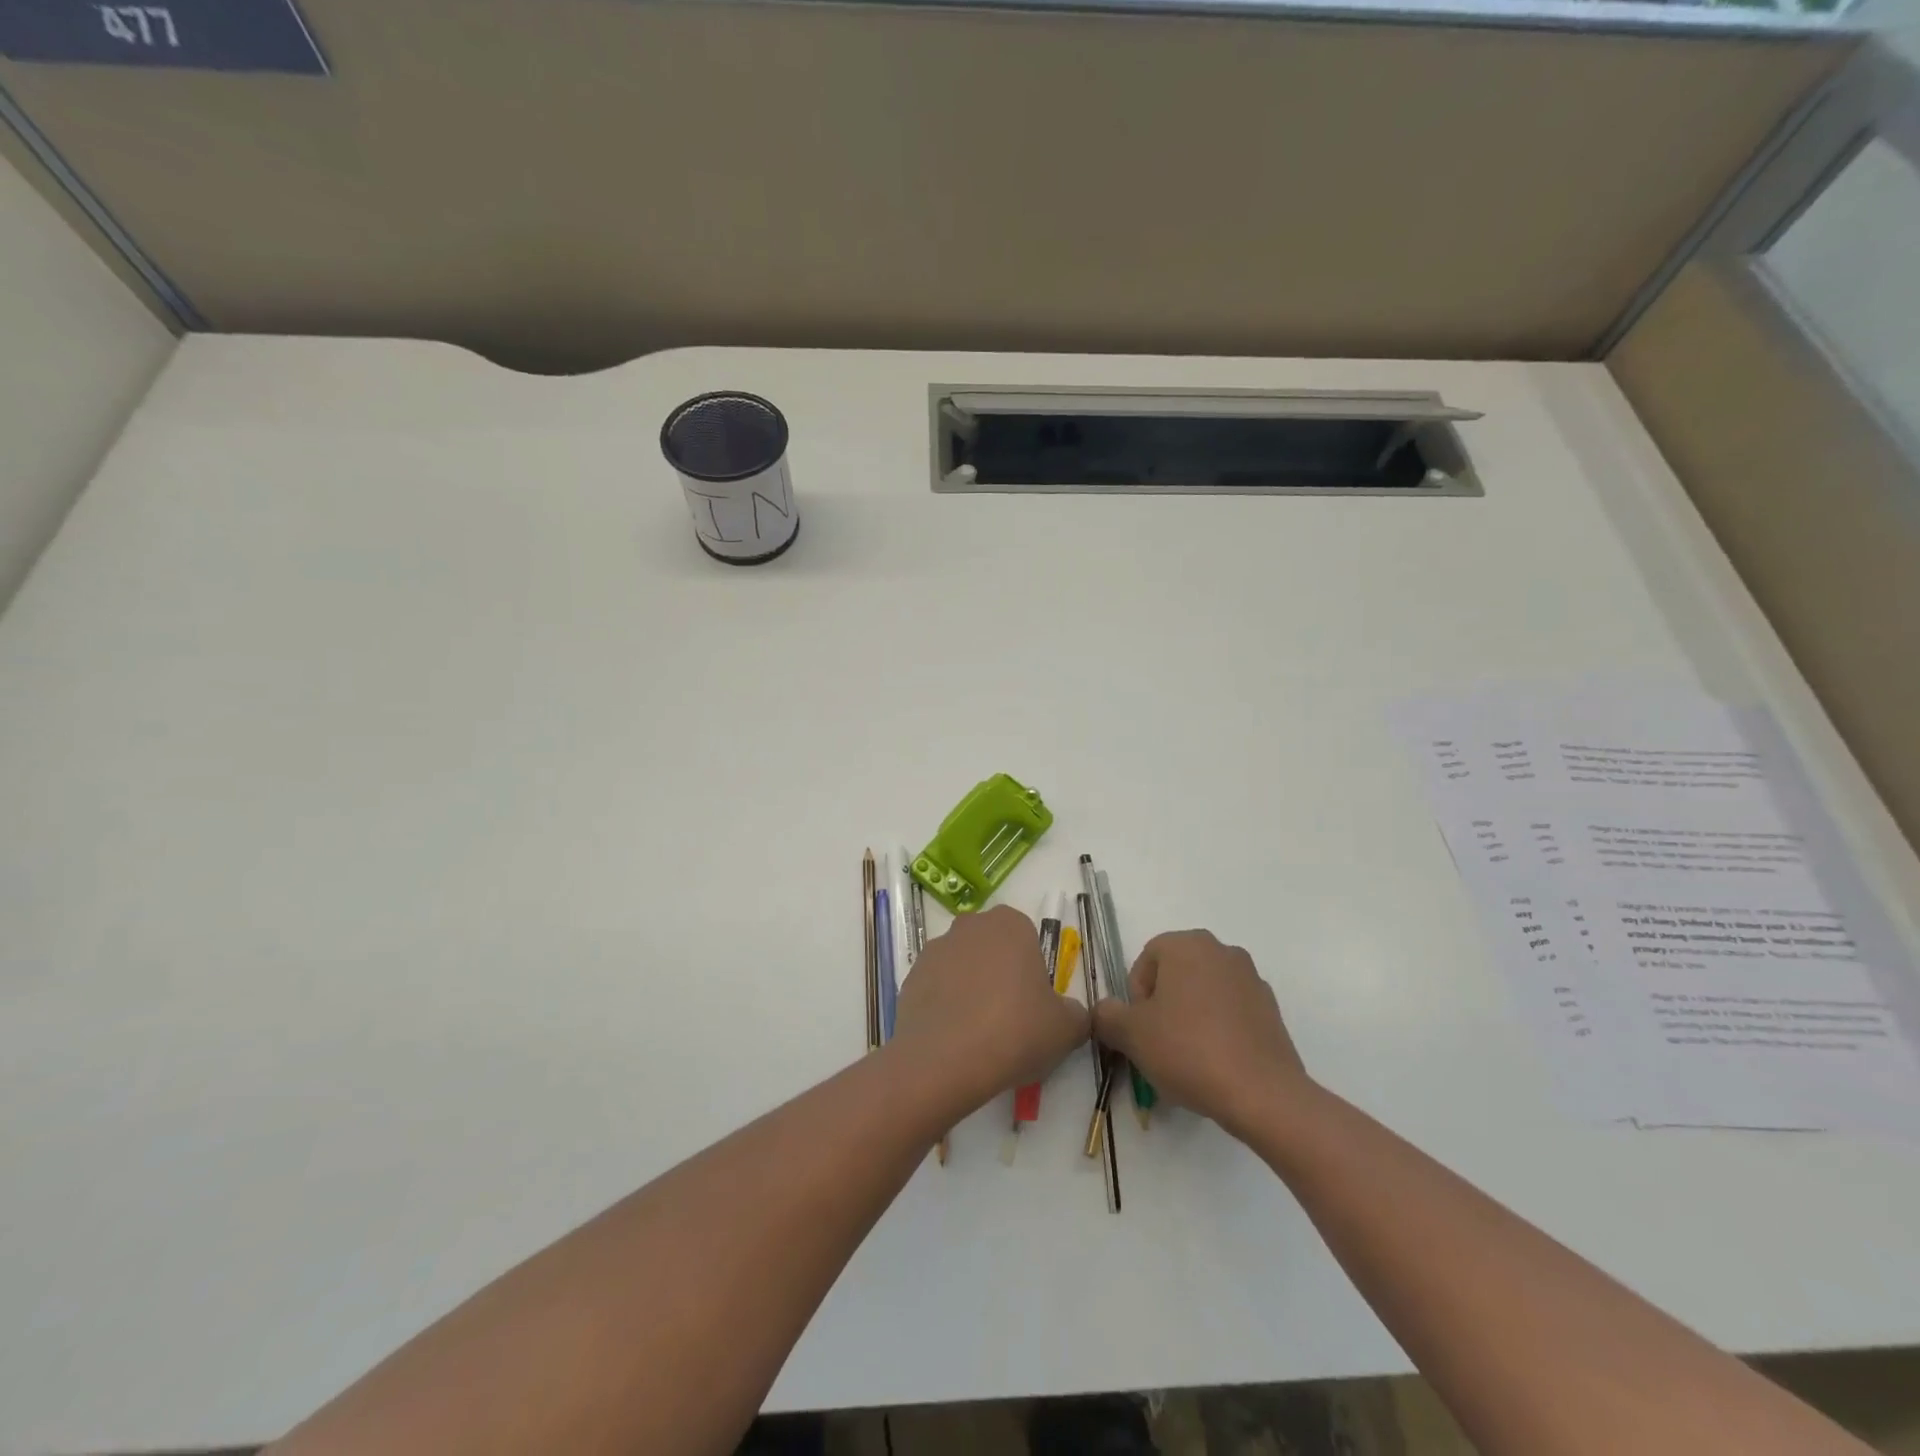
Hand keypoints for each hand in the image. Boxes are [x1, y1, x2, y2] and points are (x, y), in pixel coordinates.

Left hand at [891, 905, 1090, 1111]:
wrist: (945, 1060)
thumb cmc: (1015, 1031)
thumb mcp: (1066, 1028)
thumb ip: (1075, 1014)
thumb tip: (1070, 1014)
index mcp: (1010, 925)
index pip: (1027, 938)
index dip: (1032, 972)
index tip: (1034, 1005)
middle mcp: (970, 926)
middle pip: (992, 949)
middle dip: (1000, 976)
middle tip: (1010, 1020)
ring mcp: (935, 949)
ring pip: (962, 967)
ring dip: (971, 990)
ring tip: (979, 1036)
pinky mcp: (910, 977)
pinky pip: (937, 989)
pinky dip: (945, 1007)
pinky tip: (954, 1040)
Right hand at [1093, 930, 1309, 1140]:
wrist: (1262, 1094)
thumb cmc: (1188, 1050)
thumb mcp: (1131, 1034)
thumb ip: (1107, 1015)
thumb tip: (1105, 1010)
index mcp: (1186, 944)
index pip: (1146, 961)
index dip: (1135, 998)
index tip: (1140, 1030)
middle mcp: (1221, 951)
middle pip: (1176, 975)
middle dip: (1163, 1007)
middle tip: (1159, 1045)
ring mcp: (1251, 979)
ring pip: (1204, 994)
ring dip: (1190, 1018)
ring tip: (1188, 1060)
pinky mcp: (1271, 1010)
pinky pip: (1231, 1013)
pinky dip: (1219, 1030)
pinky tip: (1216, 1065)